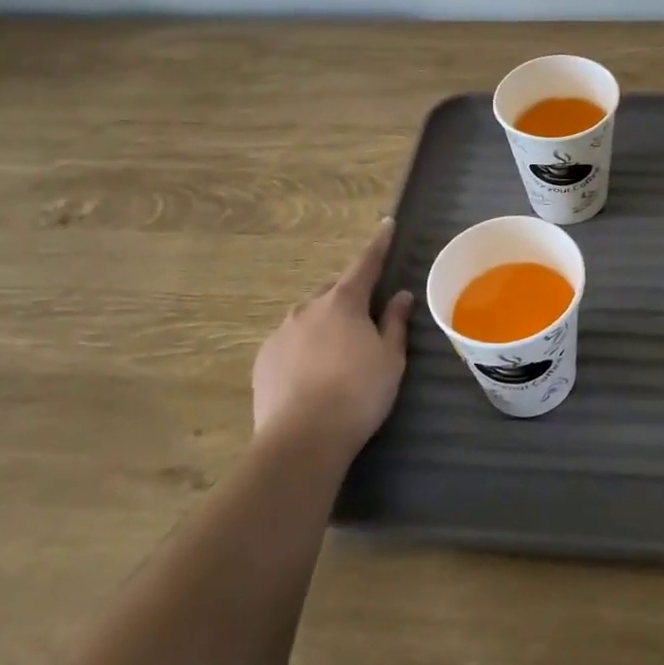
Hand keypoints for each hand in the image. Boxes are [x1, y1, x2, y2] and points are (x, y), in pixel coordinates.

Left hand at [252, 220, 413, 457]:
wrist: (301, 441)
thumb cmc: (358, 394)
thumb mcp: (390, 358)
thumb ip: (394, 323)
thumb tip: (400, 296)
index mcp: (343, 302)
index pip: (365, 263)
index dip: (378, 244)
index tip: (386, 224)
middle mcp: (308, 308)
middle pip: (335, 292)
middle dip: (350, 298)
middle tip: (366, 321)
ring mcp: (280, 333)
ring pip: (309, 317)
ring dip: (325, 324)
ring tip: (338, 355)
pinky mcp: (263, 360)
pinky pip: (290, 341)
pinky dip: (304, 347)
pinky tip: (313, 374)